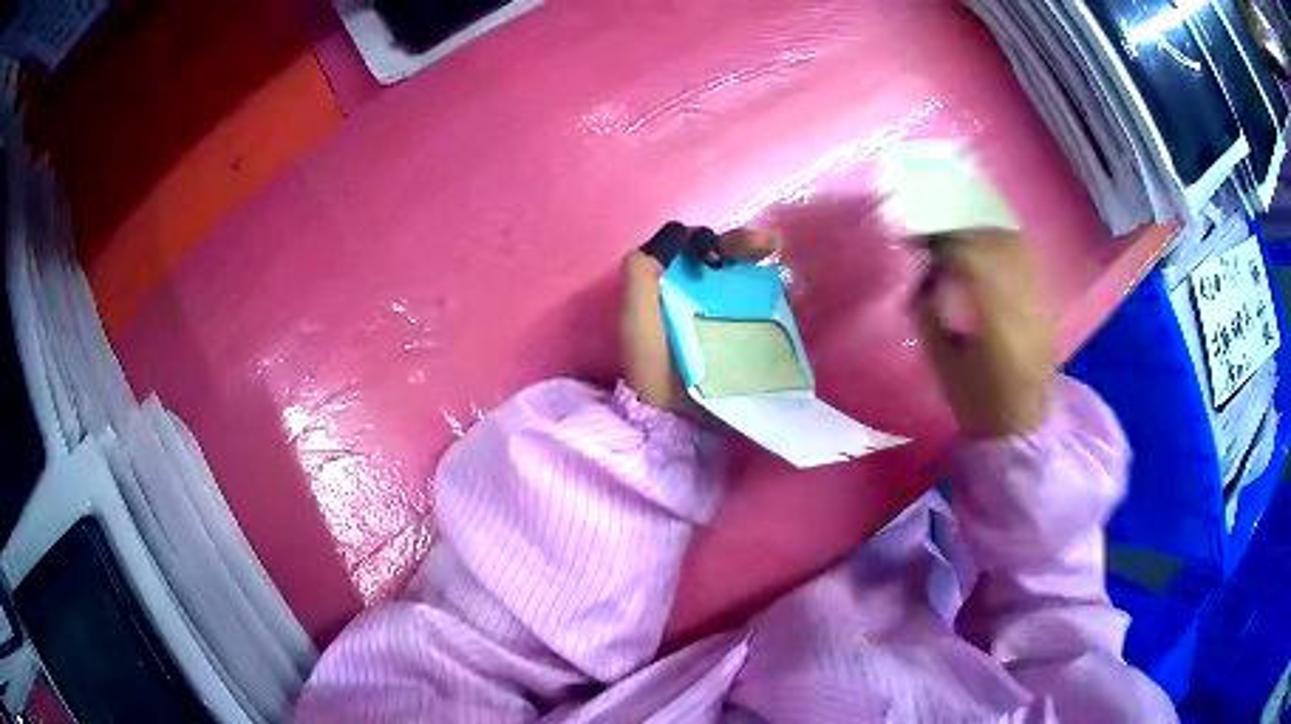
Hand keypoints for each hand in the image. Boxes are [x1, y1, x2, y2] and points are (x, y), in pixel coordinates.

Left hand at [620, 223, 780, 411]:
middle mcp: (697, 292)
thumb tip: (680, 232)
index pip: (693, 245)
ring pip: (747, 277)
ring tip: (782, 266)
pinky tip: (792, 295)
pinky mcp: (743, 336)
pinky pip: (765, 308)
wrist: (673, 416)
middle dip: (746, 243)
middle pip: (724, 256)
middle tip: (770, 244)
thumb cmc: (652, 364)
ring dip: (766, 267)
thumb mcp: (636, 314)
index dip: (708, 240)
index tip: (716, 261)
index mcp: (669, 282)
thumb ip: (643, 269)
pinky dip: (780, 297)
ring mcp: (722, 315)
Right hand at [911, 229, 1053, 438]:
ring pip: (1013, 243)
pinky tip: (987, 251)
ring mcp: (1039, 297)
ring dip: (982, 234)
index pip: (968, 258)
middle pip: (992, 243)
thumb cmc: (975, 401)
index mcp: (995, 321)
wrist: (1020, 424)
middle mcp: (1023, 300)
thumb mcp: (940, 361)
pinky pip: (1025, 256)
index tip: (917, 243)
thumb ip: (927, 312)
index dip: (940, 243)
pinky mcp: (1045, 299)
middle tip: (935, 240)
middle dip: (959, 234)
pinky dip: (1002, 245)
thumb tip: (917, 272)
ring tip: (960, 241)